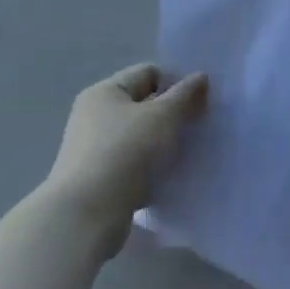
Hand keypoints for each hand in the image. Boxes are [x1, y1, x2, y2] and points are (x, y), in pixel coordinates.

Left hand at [43, 63, 208, 254]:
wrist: (87, 215)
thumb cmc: (126, 152)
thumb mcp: (163, 117)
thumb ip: (185, 95)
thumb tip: (200, 77)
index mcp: (105, 92)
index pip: (148, 73)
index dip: (176, 82)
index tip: (201, 102)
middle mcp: (94, 116)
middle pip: (144, 105)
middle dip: (173, 114)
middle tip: (200, 127)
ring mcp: (94, 149)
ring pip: (141, 137)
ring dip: (164, 143)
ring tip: (188, 154)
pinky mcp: (99, 179)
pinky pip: (134, 164)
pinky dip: (152, 168)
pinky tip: (170, 178)